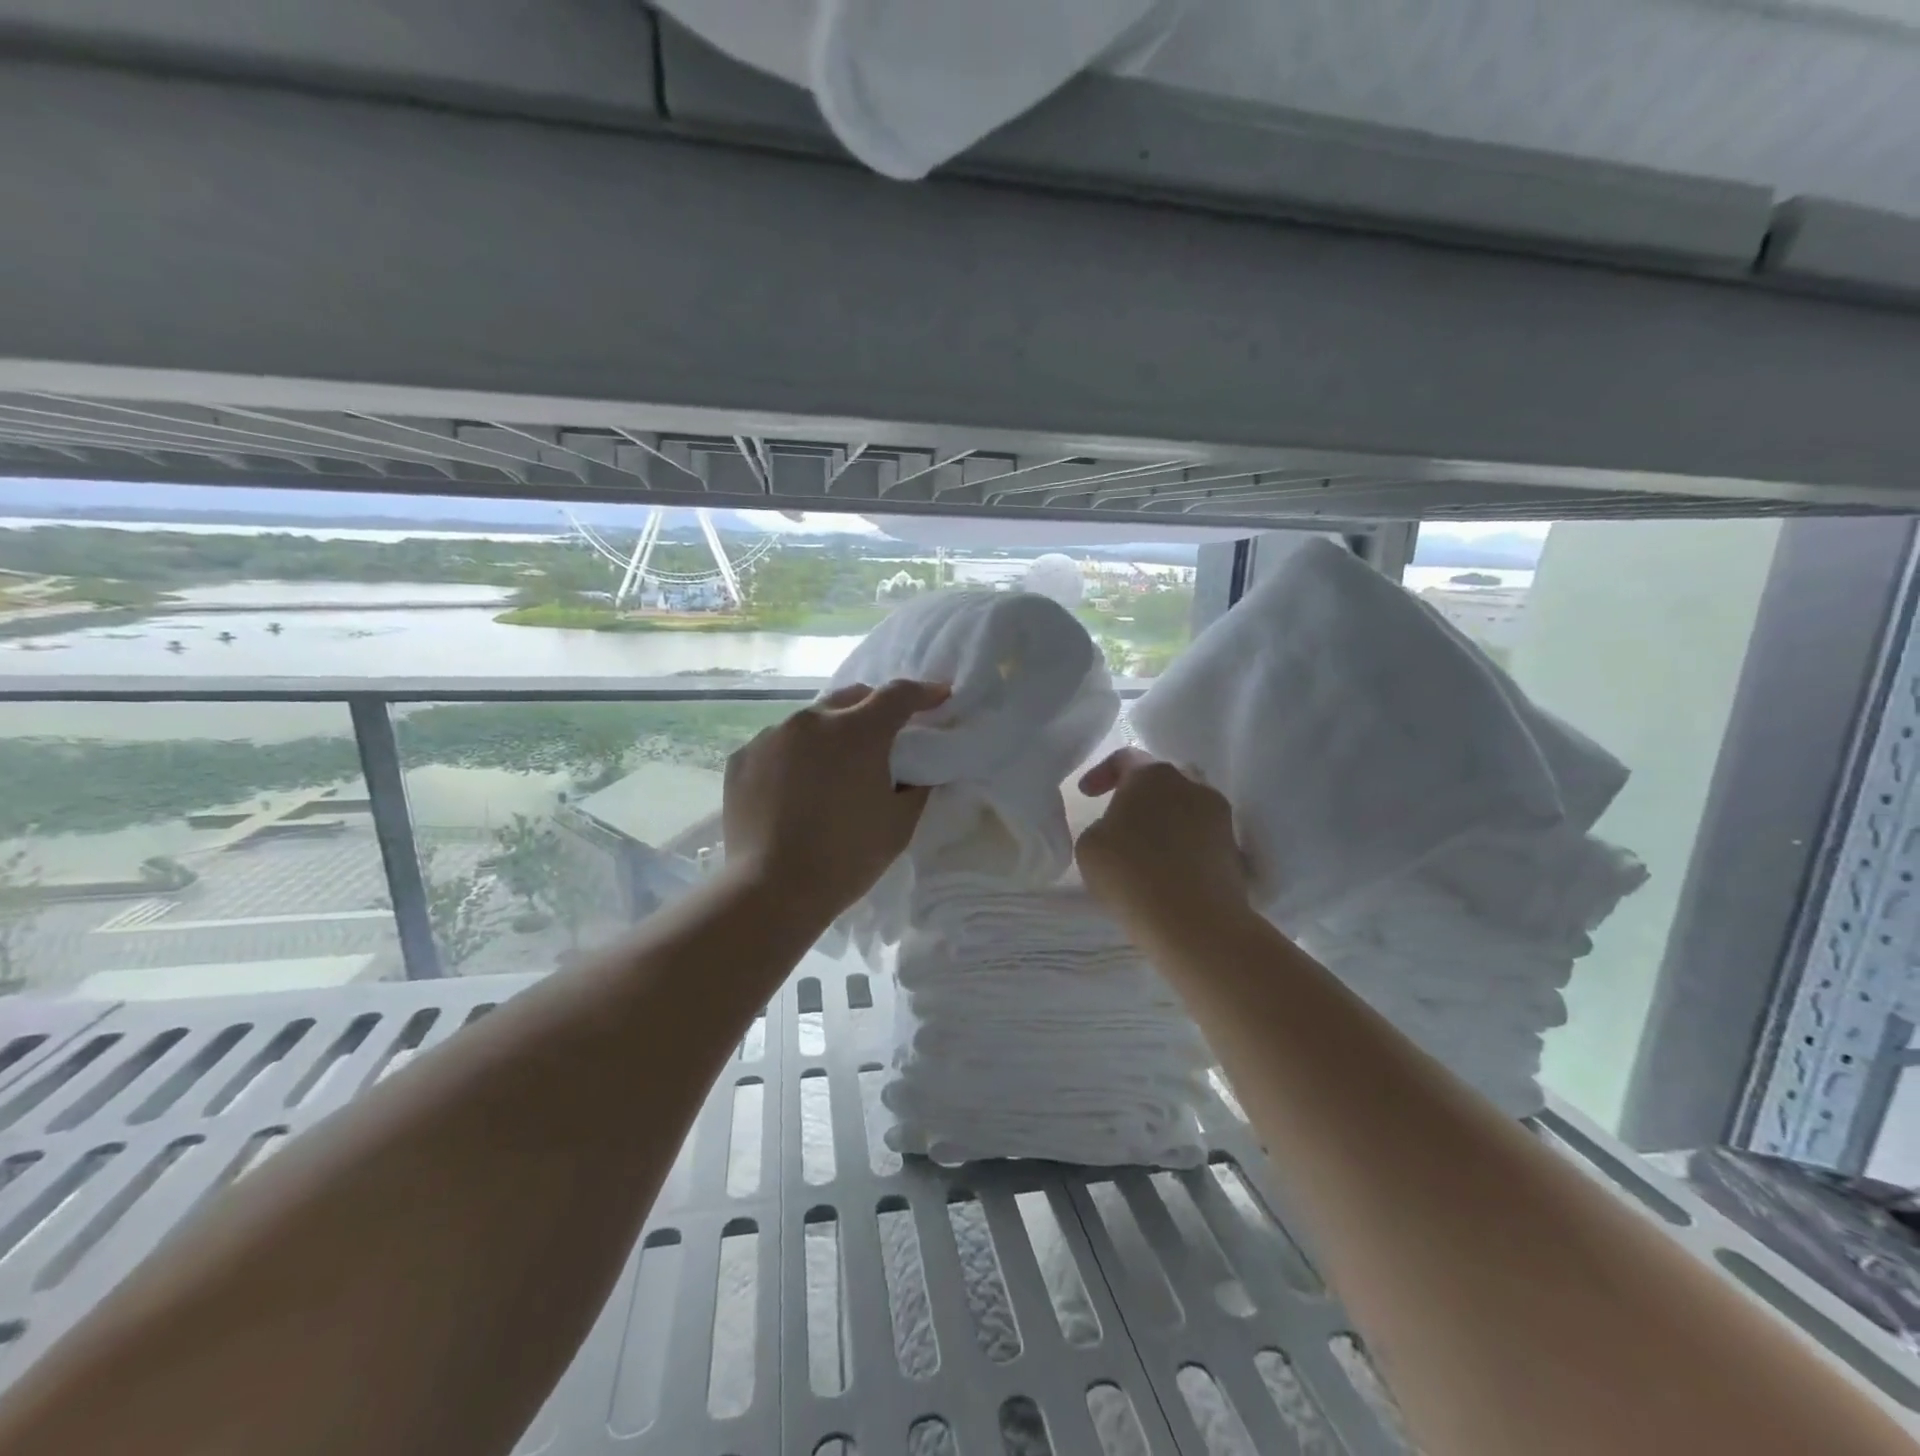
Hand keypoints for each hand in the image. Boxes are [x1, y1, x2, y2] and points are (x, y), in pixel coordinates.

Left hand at [723, 679, 949, 919]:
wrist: (771, 890)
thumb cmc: (846, 858)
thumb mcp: (899, 824)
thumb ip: (916, 785)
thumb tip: (916, 769)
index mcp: (857, 732)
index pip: (898, 695)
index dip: (924, 693)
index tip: (940, 697)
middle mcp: (812, 720)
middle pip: (853, 697)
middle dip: (876, 708)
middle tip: (888, 734)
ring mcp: (772, 736)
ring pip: (812, 719)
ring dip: (832, 731)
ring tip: (836, 766)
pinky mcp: (744, 757)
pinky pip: (780, 744)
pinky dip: (797, 755)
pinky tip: (797, 787)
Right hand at [1075, 748, 1248, 918]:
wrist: (1196, 923)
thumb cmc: (1131, 874)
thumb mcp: (1089, 845)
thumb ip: (1102, 825)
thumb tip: (1120, 829)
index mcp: (1152, 775)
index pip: (1124, 758)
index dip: (1101, 773)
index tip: (1086, 795)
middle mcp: (1191, 784)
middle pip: (1160, 780)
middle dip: (1139, 795)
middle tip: (1120, 819)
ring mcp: (1219, 815)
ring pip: (1186, 806)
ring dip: (1165, 819)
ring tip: (1147, 846)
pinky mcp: (1235, 848)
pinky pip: (1201, 835)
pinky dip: (1183, 844)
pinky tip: (1169, 868)